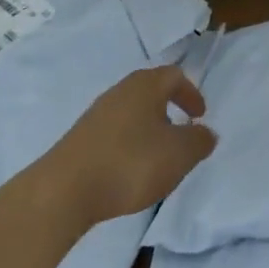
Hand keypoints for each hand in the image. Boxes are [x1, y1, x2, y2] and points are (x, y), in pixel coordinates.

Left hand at [42, 65, 217, 224]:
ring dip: (148, 130)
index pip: (174, 76)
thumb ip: (199, 141)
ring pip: (131, 113)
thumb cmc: (130, 163)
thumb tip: (205, 133)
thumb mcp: (179, 154)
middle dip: (169, 110)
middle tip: (180, 135)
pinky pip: (113, 134)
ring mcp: (96, 115)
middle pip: (150, 92)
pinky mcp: (79, 139)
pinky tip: (128, 172)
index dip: (191, 94)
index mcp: (146, 86)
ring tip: (156, 159)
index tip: (199, 116)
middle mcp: (120, 91)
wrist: (63, 192)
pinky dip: (128, 145)